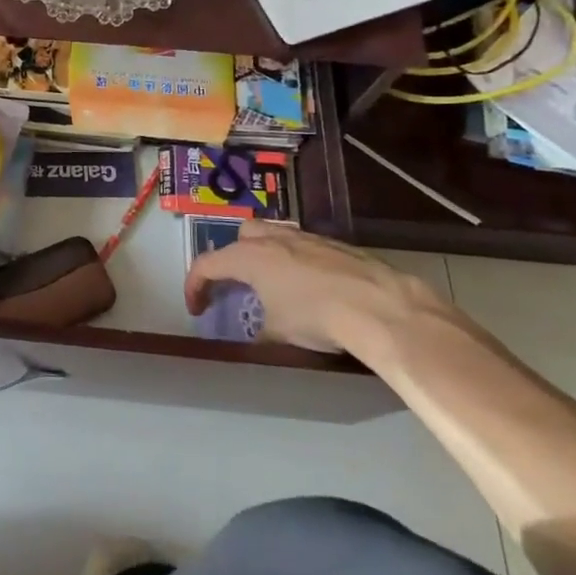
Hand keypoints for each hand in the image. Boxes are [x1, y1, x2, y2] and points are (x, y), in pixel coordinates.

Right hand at [184, 223, 444, 357]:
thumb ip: (260, 332)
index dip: (194, 286)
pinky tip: (311, 288)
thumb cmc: (318, 317)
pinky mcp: (336, 245)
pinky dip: (297, 262)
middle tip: (237, 285)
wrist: (381, 308)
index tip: (197, 309)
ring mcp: (307, 238)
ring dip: (266, 256)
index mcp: (249, 257)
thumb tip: (259, 339)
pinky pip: (304, 246)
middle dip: (232, 257)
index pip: (207, 264)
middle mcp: (274, 239)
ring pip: (274, 235)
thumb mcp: (279, 334)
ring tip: (274, 284)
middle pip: (241, 236)